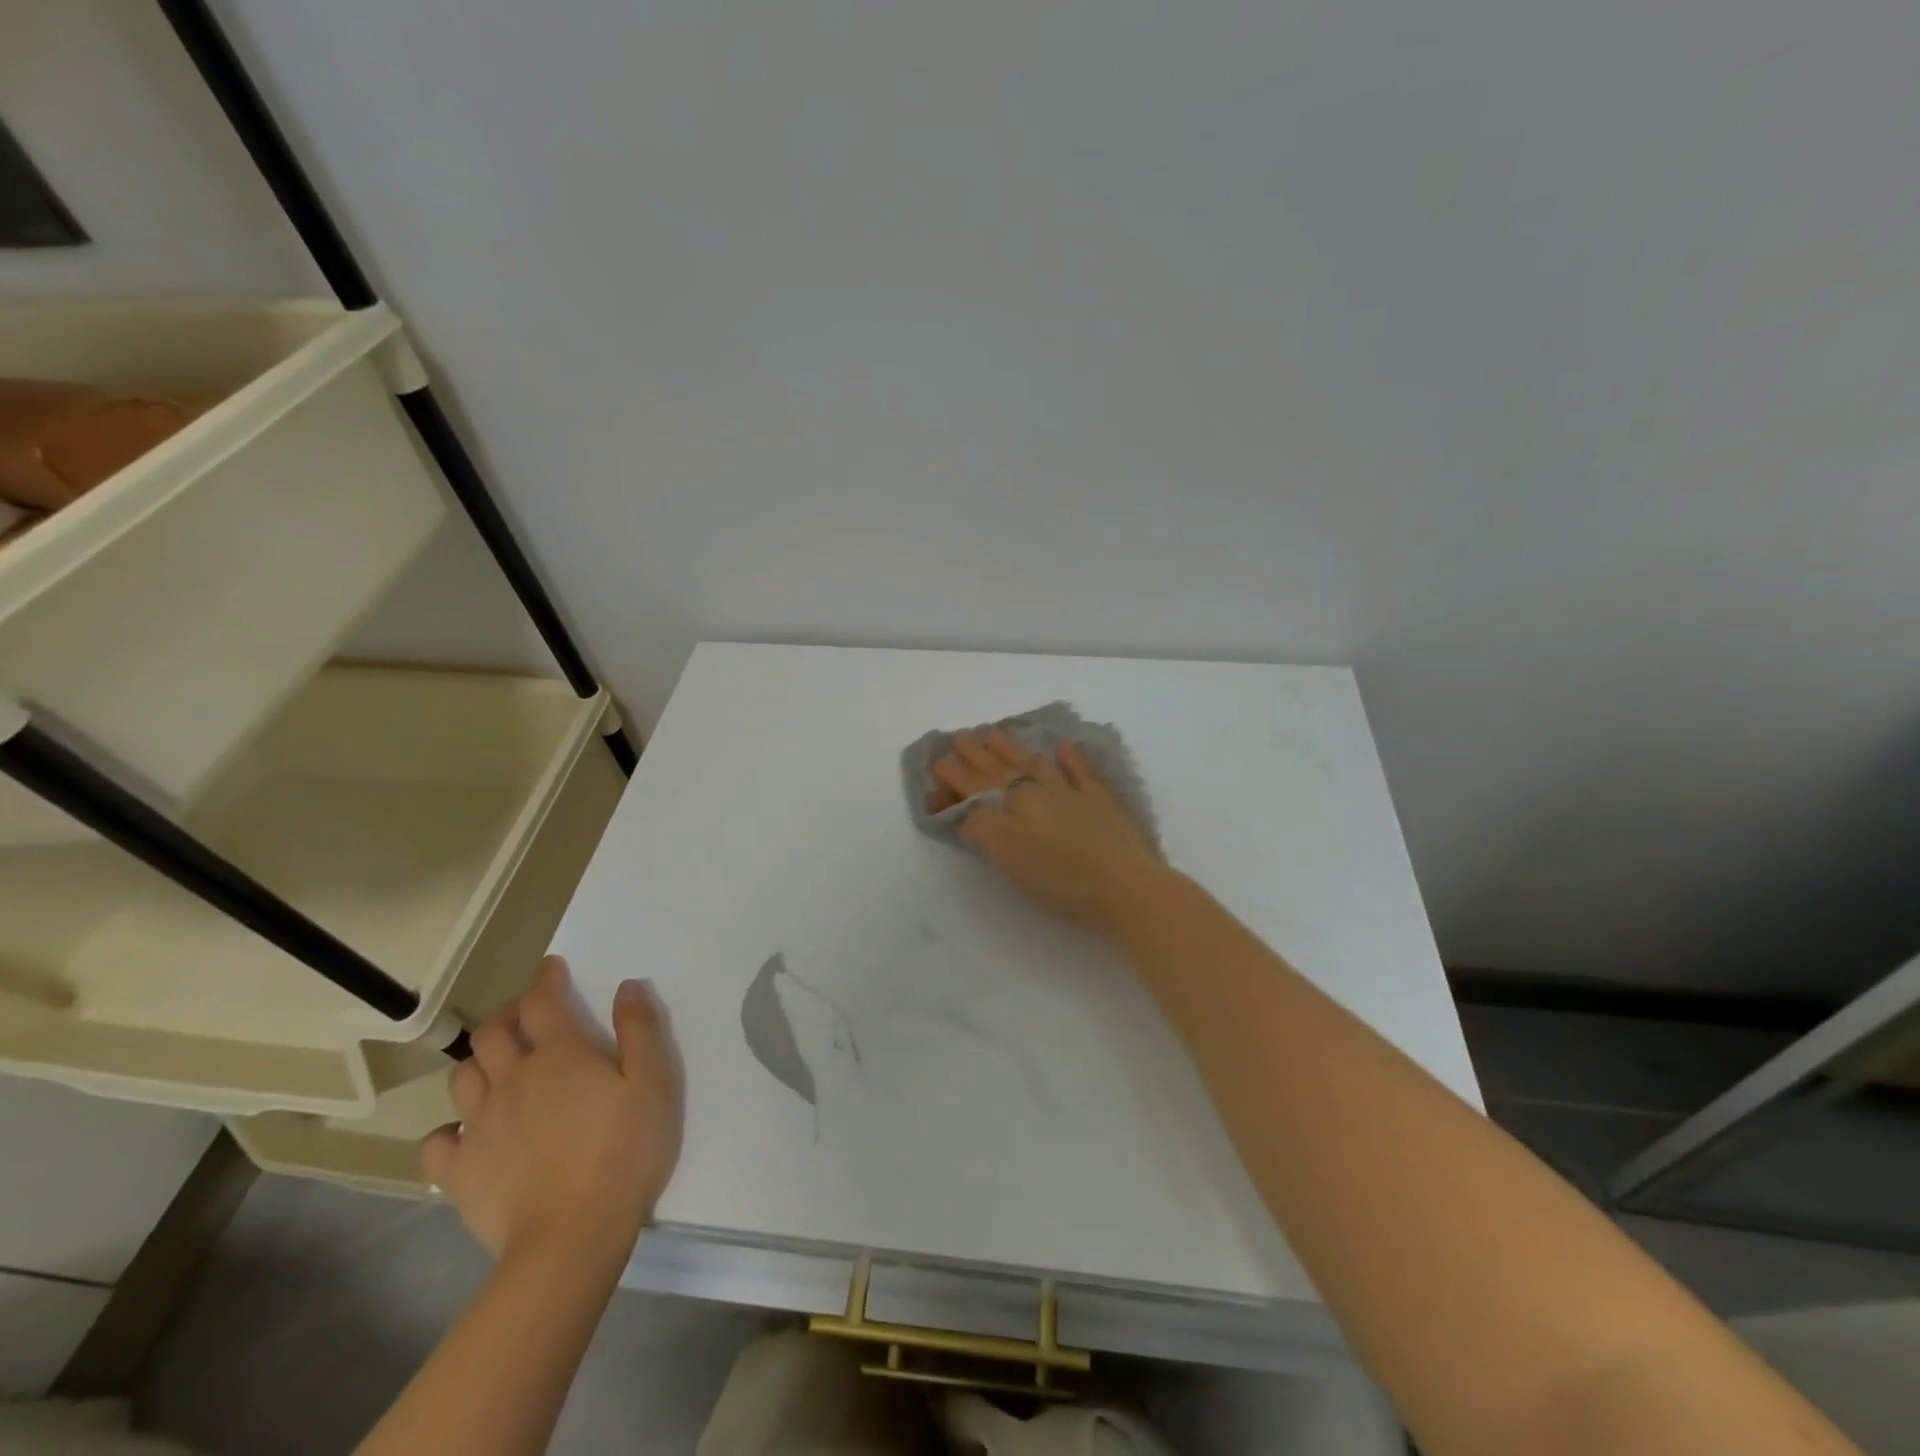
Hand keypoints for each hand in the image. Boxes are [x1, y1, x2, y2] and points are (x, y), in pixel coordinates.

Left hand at [422, 956, 681, 1267]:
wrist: (572, 1236)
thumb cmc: (624, 1150)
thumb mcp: (654, 1082)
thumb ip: (641, 1029)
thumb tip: (627, 986)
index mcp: (560, 1054)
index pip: (543, 1001)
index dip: (545, 979)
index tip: (551, 968)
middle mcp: (513, 1079)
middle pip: (493, 1032)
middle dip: (508, 1015)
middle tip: (526, 1016)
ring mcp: (480, 1126)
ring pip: (462, 1076)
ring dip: (479, 1062)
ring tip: (497, 1067)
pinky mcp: (459, 1172)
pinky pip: (437, 1142)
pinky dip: (449, 1130)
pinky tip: (467, 1134)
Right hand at [931, 730, 1167, 933]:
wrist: (1125, 885)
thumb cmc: (1060, 877)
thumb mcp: (1007, 856)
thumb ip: (982, 828)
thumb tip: (966, 813)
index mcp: (1013, 804)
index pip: (976, 785)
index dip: (955, 774)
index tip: (937, 759)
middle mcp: (1038, 790)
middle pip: (1002, 768)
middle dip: (978, 754)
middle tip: (961, 736)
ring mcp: (1072, 792)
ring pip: (1036, 763)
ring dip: (1013, 748)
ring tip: (995, 733)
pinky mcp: (1101, 801)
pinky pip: (1081, 771)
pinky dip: (1070, 757)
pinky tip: (1062, 745)